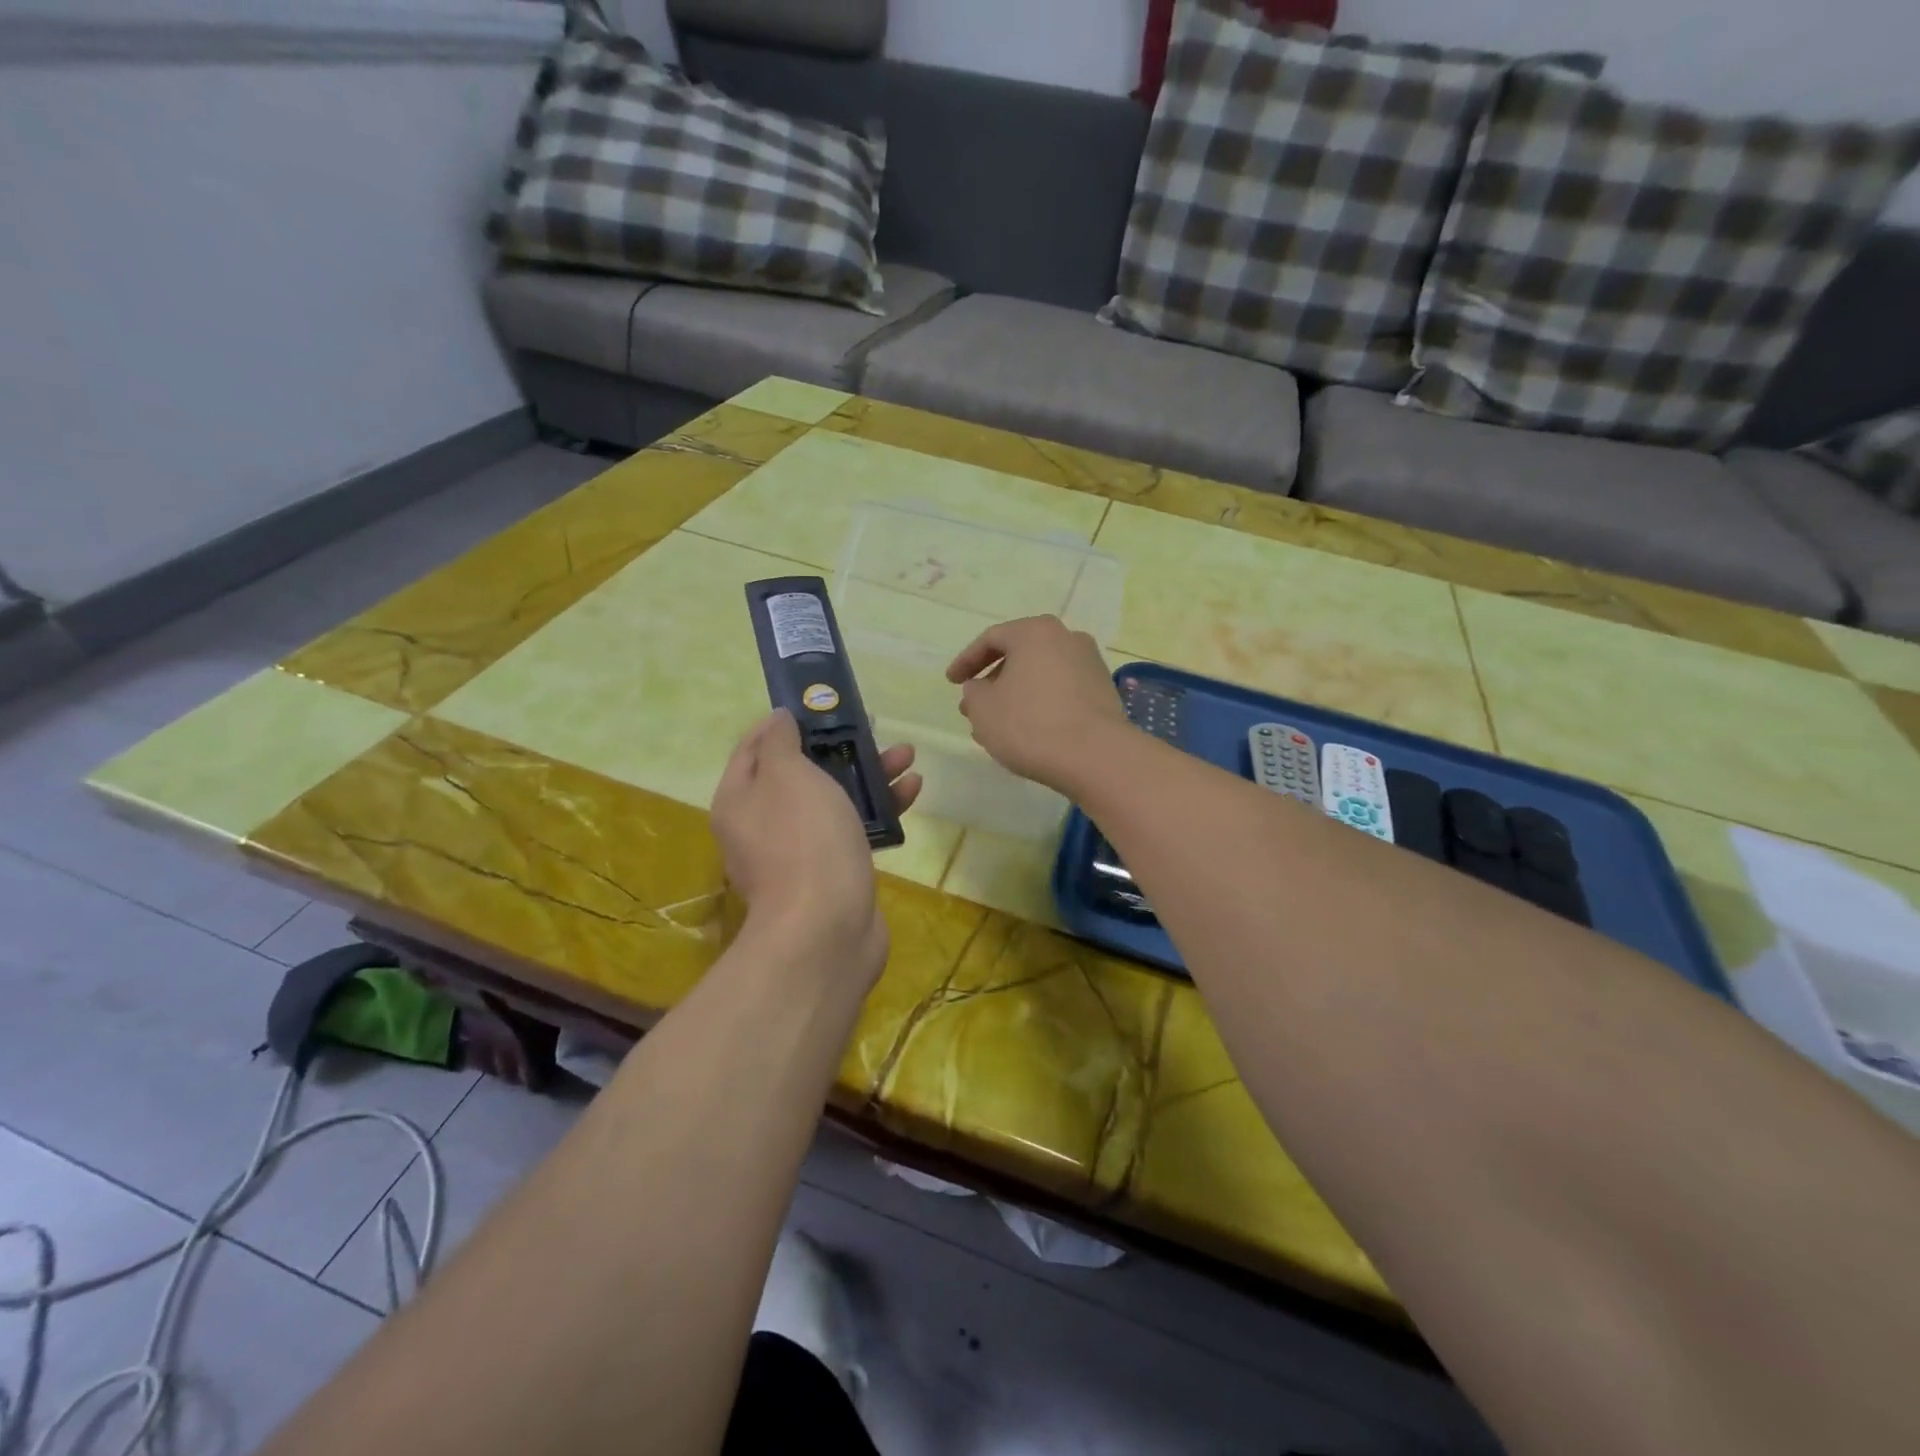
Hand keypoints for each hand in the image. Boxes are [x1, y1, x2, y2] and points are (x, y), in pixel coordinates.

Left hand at [709, 710, 920, 986]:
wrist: (827, 929)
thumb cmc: (804, 840)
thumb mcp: (787, 775)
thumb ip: (780, 742)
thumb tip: (778, 720)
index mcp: (740, 800)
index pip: (754, 746)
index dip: (784, 722)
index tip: (818, 704)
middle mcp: (763, 824)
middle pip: (801, 773)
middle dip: (839, 747)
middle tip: (872, 728)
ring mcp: (799, 852)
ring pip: (834, 800)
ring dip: (868, 775)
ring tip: (905, 756)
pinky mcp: (834, 873)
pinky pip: (854, 829)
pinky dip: (880, 809)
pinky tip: (911, 792)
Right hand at [946, 616, 1129, 795]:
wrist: (1095, 756)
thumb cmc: (1030, 725)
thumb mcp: (984, 709)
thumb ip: (973, 692)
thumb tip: (980, 687)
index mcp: (1035, 632)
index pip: (991, 639)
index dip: (966, 661)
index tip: (951, 682)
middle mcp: (1067, 638)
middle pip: (1019, 655)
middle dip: (993, 680)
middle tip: (974, 705)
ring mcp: (1090, 664)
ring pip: (1040, 675)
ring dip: (1016, 695)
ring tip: (998, 724)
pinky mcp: (1103, 691)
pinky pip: (1061, 691)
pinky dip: (1040, 704)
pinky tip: (1028, 731)